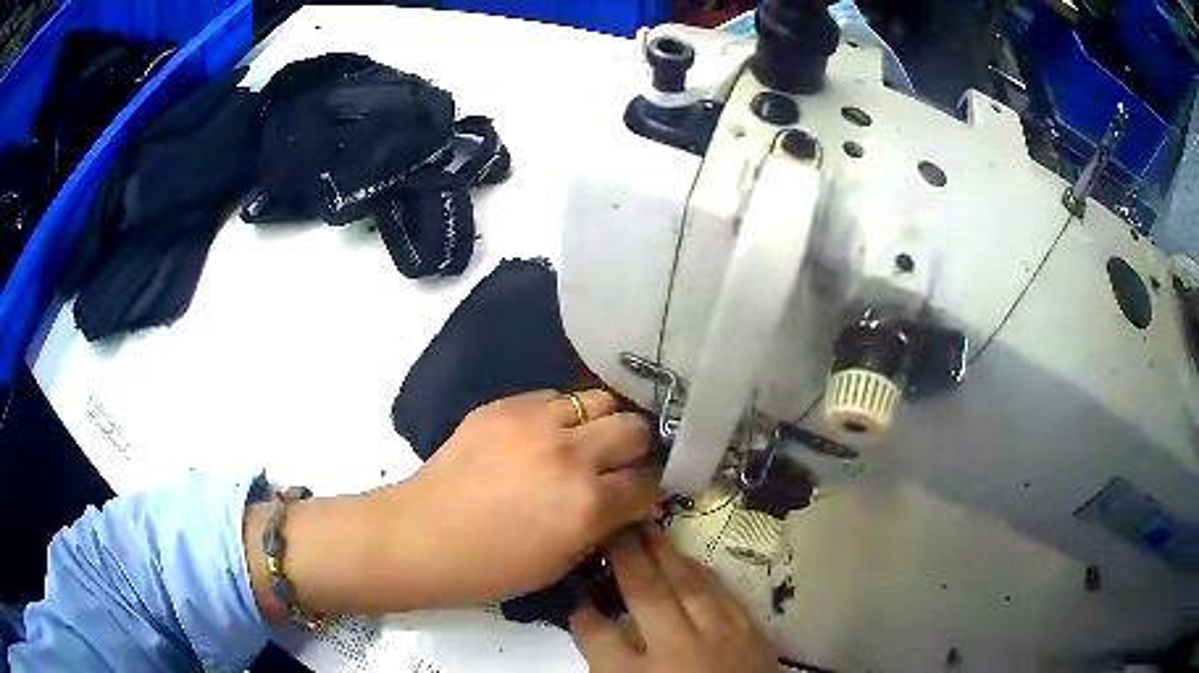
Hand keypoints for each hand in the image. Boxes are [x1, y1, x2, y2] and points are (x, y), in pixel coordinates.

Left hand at [246, 389, 661, 620]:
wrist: (421, 537)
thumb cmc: (491, 568)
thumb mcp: (563, 561)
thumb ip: (604, 525)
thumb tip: (629, 500)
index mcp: (588, 503)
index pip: (650, 481)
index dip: (655, 486)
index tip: (650, 488)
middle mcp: (570, 454)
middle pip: (634, 427)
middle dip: (639, 446)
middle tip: (626, 460)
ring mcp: (534, 422)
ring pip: (598, 400)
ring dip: (603, 422)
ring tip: (591, 439)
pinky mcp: (503, 406)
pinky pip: (553, 398)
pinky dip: (563, 415)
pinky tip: (548, 434)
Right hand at [569, 530, 776, 672]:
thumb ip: (608, 657)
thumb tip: (588, 617)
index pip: (596, 633)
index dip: (580, 607)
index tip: (572, 585)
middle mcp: (679, 651)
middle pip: (647, 593)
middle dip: (626, 556)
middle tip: (611, 525)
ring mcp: (721, 638)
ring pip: (688, 584)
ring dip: (664, 554)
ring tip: (645, 528)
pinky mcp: (751, 633)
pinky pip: (723, 592)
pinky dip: (702, 572)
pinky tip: (689, 559)